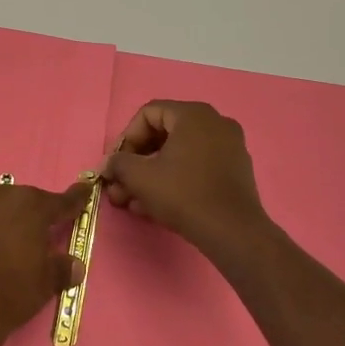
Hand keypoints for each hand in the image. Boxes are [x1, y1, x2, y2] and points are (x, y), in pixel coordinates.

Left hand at [0, 181, 91, 345]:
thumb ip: (61, 269)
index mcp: (29, 206)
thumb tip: (74, 265)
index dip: (74, 199)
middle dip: (22, 216)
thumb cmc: (9, 294)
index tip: (84, 190)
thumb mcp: (45, 285)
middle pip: (16, 201)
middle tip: (24, 240)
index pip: (60, 201)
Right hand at [102, 100, 266, 252]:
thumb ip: (118, 163)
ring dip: (152, 174)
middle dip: (137, 161)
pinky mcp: (235, 170)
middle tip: (121, 185)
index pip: (148, 114)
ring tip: (134, 201)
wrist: (232, 231)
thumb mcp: (140, 177)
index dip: (126, 138)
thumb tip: (109, 164)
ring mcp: (229, 146)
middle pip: (163, 134)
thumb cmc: (183, 194)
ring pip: (179, 153)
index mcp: (193, 115)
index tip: (117, 165)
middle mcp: (215, 122)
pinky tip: (157, 205)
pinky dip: (175, 179)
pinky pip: (197, 166)